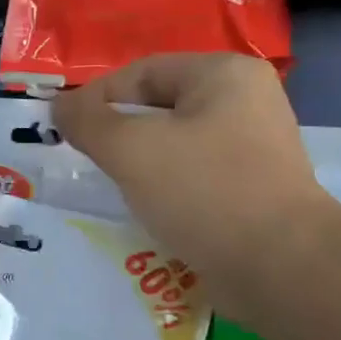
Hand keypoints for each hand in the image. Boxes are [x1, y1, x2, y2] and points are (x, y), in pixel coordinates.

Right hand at [52, 53, 330, 325]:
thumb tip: (60, 106)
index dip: (97, 98)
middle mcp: (247, 101)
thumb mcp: (132, 150)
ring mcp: (256, 147)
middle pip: (162, 107)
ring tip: (115, 189)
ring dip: (142, 165)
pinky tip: (150, 212)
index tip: (64, 130)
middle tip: (87, 161)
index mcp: (224, 74)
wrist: (280, 266)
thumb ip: (88, 122)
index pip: (143, 72)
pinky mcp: (256, 189)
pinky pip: (198, 177)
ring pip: (178, 145)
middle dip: (120, 134)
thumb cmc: (204, 192)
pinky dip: (169, 189)